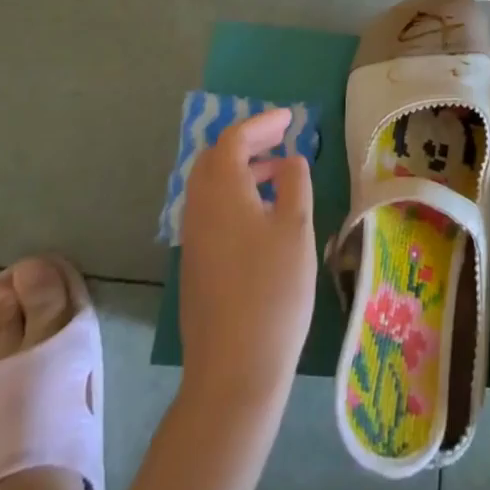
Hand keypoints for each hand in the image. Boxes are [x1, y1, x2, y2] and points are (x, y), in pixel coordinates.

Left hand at [179, 107, 315, 416]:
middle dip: (247, 141)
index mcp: (222, 192)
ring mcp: (193, 239)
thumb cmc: (273, 292)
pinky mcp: (195, 264)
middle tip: (281, 138)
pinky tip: (261, 214)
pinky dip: (234, 194)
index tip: (289, 119)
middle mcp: (199, 208)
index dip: (261, 123)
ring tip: (277, 173)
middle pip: (214, 158)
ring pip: (210, 186)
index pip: (233, 139)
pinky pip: (210, 209)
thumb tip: (289, 160)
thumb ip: (294, 184)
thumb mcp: (296, 229)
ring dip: (240, 168)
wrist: (234, 370)